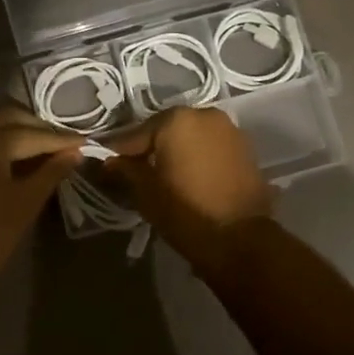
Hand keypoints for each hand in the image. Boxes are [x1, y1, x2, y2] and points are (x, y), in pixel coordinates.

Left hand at [0, 107, 82, 292]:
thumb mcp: (27, 201)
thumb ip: (52, 172)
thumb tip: (75, 152)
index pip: (33, 133)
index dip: (62, 139)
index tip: (86, 141)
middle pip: (10, 120)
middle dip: (39, 128)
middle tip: (66, 142)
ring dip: (22, 135)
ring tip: (49, 151)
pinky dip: (5, 148)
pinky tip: (24, 163)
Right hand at [104, 106, 272, 269]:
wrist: (241, 239)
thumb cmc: (185, 212)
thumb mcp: (145, 192)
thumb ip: (125, 170)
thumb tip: (109, 162)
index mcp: (176, 119)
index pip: (136, 135)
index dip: (120, 154)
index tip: (107, 168)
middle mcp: (205, 115)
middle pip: (166, 131)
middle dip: (151, 150)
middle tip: (137, 173)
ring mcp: (230, 130)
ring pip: (191, 138)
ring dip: (177, 153)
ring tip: (165, 178)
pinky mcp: (246, 149)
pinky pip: (211, 148)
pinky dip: (198, 159)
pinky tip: (190, 179)